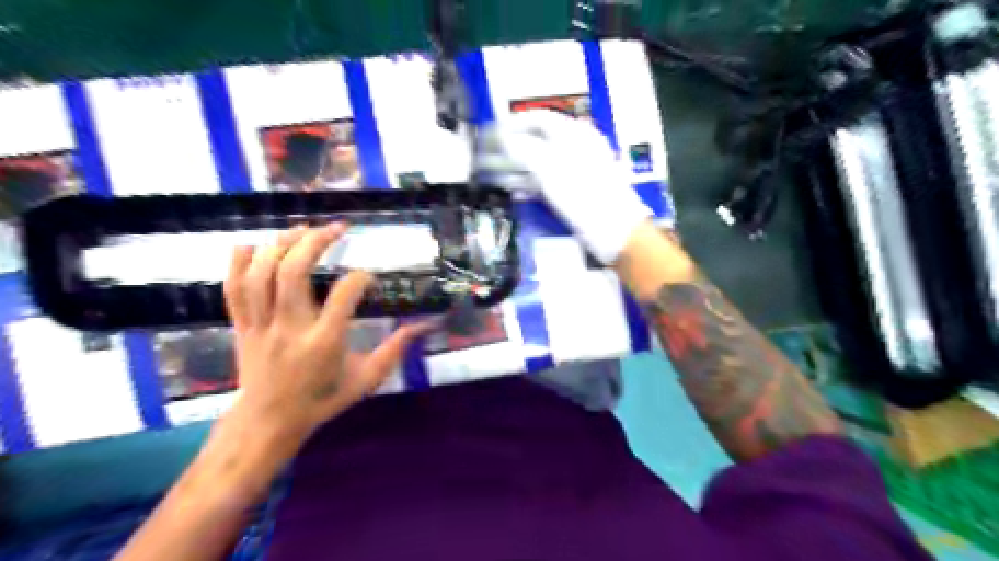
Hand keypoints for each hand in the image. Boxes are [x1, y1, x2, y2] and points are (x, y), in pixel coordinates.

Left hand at [223, 221, 427, 442]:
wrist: (268, 423)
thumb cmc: (322, 400)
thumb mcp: (366, 380)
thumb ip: (394, 350)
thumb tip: (423, 326)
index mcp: (324, 343)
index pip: (344, 296)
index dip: (360, 279)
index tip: (368, 276)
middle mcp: (290, 328)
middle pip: (294, 273)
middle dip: (315, 242)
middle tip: (335, 228)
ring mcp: (261, 325)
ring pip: (262, 274)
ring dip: (281, 245)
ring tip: (301, 229)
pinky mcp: (242, 325)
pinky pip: (233, 288)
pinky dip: (238, 262)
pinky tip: (252, 244)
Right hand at [473, 113, 651, 266]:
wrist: (616, 231)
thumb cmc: (585, 195)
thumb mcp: (551, 170)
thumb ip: (525, 150)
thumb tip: (503, 138)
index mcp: (574, 134)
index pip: (540, 118)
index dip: (514, 123)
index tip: (491, 131)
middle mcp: (575, 148)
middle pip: (537, 141)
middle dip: (511, 148)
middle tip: (488, 156)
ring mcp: (576, 170)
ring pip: (540, 163)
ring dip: (516, 168)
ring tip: (494, 175)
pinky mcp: (575, 191)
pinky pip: (548, 181)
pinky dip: (530, 183)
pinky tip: (515, 190)